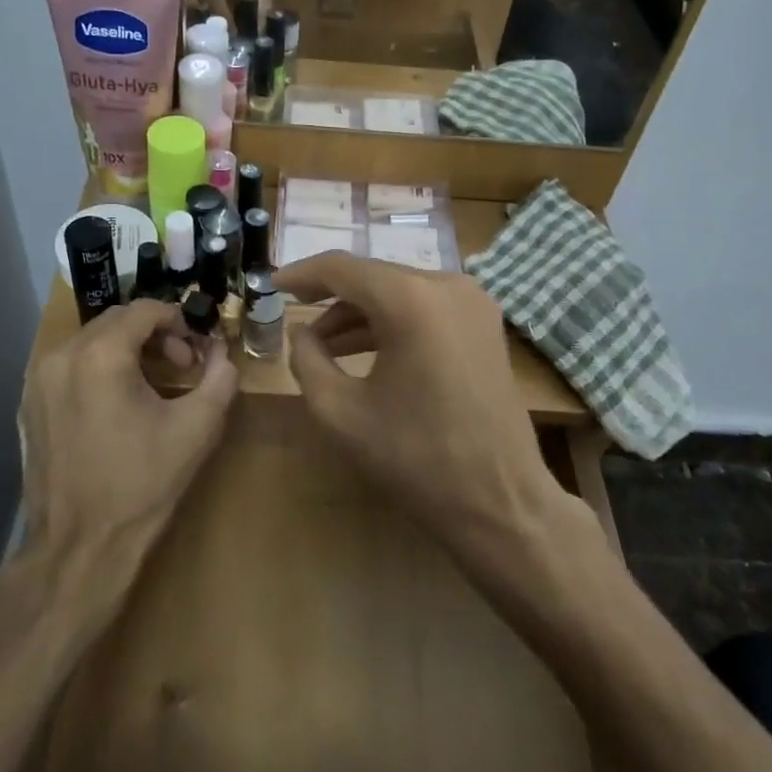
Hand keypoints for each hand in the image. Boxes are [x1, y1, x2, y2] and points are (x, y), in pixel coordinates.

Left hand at [20, 300, 237, 568]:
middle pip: (116, 321)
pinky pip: (68, 366)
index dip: (178, 322)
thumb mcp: (197, 428)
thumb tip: (222, 352)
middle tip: (179, 367)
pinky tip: (115, 405)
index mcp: (100, 355)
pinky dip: (97, 369)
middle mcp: (61, 356)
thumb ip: (220, 377)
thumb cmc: (142, 484)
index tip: (196, 352)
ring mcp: (38, 381)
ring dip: (125, 349)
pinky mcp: (28, 405)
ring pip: (90, 341)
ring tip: (149, 385)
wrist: (79, 548)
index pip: (144, 309)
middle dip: (153, 334)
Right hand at [274, 252, 562, 551]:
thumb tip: (300, 331)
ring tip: (323, 345)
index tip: (272, 286)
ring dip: (360, 313)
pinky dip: (392, 321)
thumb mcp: (340, 412)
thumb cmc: (415, 458)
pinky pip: (425, 307)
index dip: (302, 274)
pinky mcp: (485, 322)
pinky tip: (364, 349)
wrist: (500, 502)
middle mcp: (446, 285)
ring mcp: (473, 301)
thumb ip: (307, 360)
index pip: (342, 268)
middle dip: (330, 296)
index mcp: (411, 299)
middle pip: (373, 276)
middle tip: (294, 316)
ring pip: (399, 291)